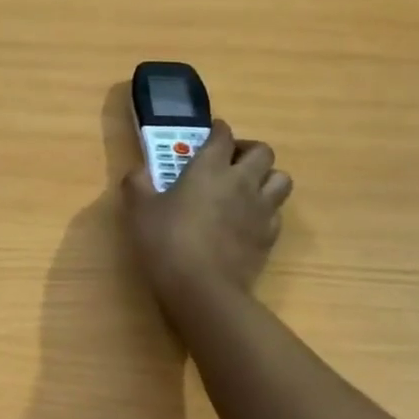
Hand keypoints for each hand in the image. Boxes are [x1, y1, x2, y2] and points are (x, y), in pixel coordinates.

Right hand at [121, 120, 292, 305]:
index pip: (223, 135)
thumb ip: (137, 183)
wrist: (202, 289)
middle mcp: (242, 181)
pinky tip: (247, 220)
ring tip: (246, 187)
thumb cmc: (166, 241)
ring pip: (280, 179)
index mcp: (210, 167)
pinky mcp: (269, 237)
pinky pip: (276, 212)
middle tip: (229, 160)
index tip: (210, 133)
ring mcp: (260, 209)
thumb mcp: (138, 209)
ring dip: (266, 177)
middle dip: (247, 150)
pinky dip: (265, 210)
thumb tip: (140, 172)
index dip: (218, 129)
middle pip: (262, 151)